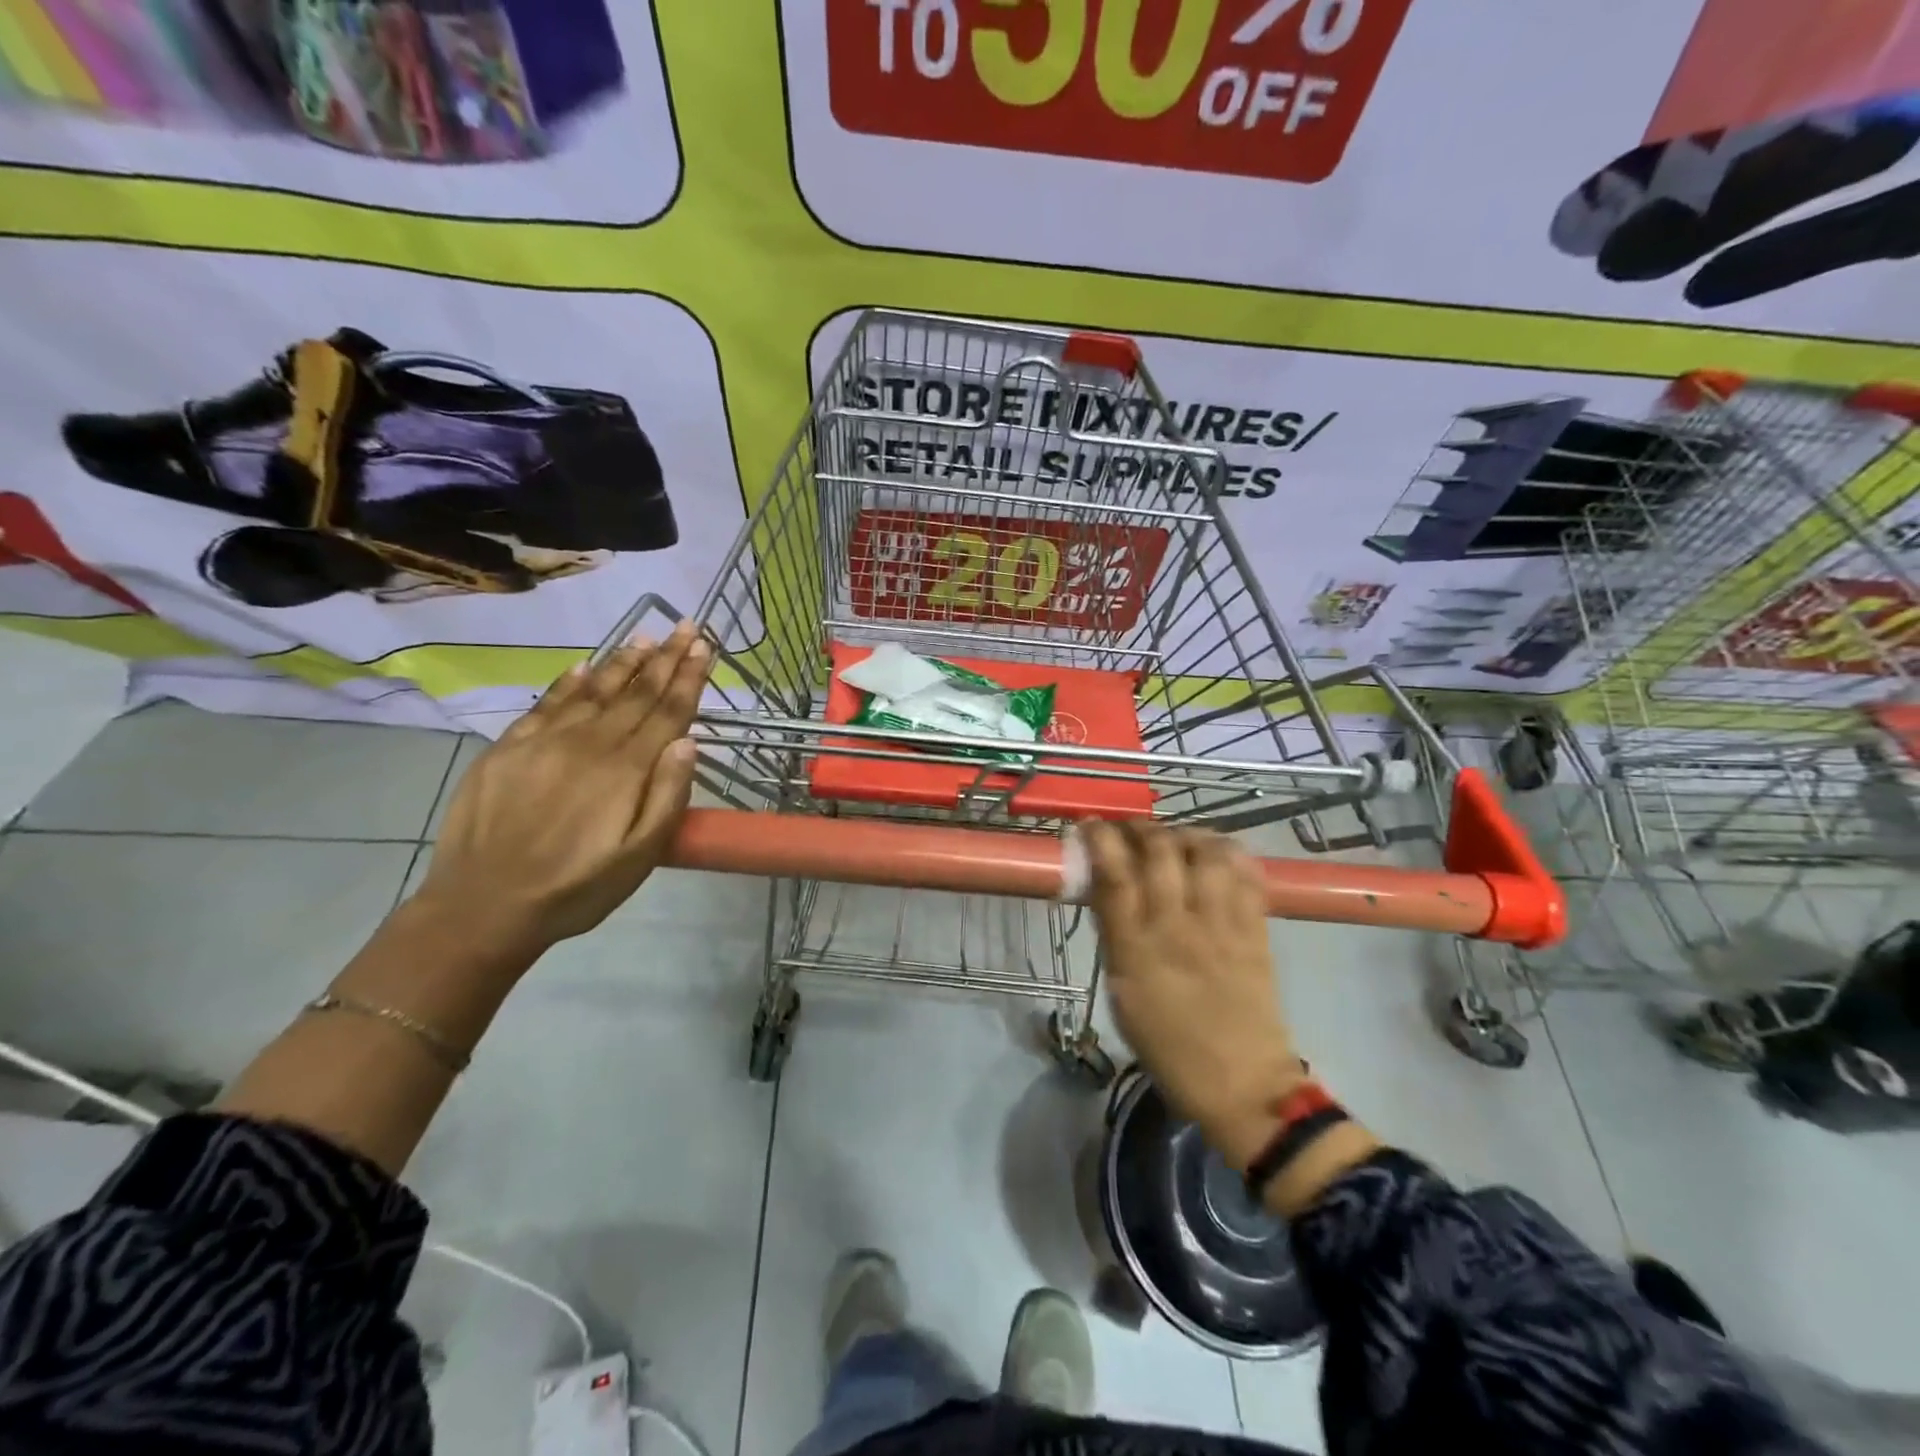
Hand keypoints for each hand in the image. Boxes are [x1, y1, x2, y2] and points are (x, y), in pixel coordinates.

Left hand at [414, 622, 710, 957]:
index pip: (668, 712)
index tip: (705, 646)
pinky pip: (545, 704)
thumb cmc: (575, 888)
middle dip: (665, 658)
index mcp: (625, 770)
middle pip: (636, 693)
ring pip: (594, 690)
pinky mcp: (509, 749)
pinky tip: (583, 666)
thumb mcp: (639, 857)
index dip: (689, 677)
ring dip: (624, 662)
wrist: (481, 906)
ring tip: (646, 637)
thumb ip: (667, 797)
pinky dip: (568, 682)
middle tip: (687, 626)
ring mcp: (545, 742)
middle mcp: (589, 744)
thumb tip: (688, 741)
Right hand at [1085, 821, 1303, 1170]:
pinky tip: (1214, 855)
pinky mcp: (1257, 928)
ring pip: (1206, 851)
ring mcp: (1222, 924)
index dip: (1099, 839)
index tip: (1089, 826)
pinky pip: (1246, 873)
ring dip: (1185, 834)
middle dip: (1140, 828)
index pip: (1113, 873)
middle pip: (1160, 850)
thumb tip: (1105, 889)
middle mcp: (1178, 925)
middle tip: (1130, 831)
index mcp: (1136, 948)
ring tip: (1175, 840)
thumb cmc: (1168, 1045)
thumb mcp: (1122, 991)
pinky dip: (1228, 852)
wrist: (1243, 1084)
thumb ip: (1115, 936)